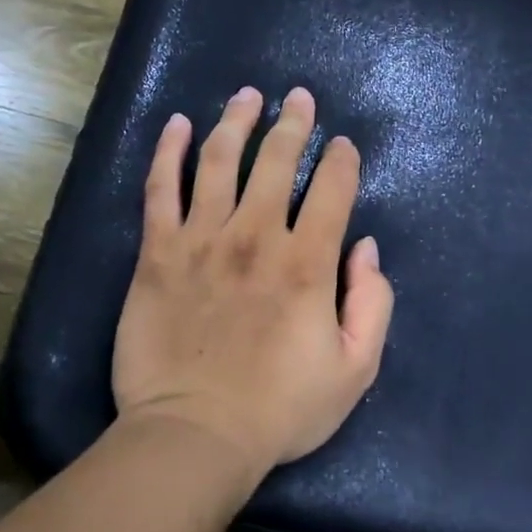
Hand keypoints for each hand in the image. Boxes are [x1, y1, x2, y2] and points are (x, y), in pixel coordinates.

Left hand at [112, 86, 394, 478]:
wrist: (195, 435)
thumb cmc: (280, 408)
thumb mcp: (355, 370)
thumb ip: (373, 304)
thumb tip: (365, 248)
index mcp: (307, 263)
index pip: (332, 190)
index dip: (342, 161)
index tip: (343, 147)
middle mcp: (256, 236)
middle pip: (277, 160)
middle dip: (293, 123)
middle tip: (299, 98)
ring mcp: (202, 238)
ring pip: (220, 160)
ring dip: (236, 121)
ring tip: (246, 96)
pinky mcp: (158, 251)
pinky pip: (160, 188)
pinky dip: (169, 151)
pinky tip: (178, 124)